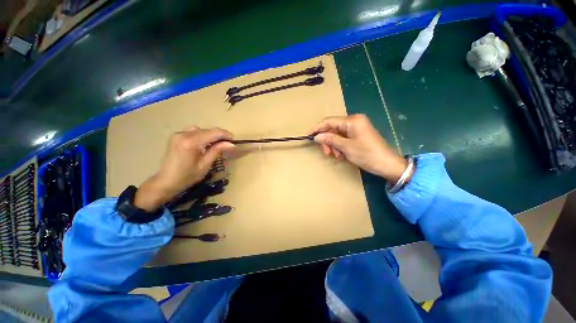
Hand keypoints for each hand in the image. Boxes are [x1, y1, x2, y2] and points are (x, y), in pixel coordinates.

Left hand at [134, 126, 234, 211]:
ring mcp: (178, 134)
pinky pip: (193, 131)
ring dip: (211, 135)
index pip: (214, 133)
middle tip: (228, 144)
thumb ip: (217, 151)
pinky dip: (202, 135)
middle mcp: (184, 134)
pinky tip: (204, 143)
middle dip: (219, 136)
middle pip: (207, 130)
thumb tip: (231, 144)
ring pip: (201, 129)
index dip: (226, 135)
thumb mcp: (205, 165)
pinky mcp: (176, 136)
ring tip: (217, 144)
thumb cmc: (187, 176)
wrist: (166, 181)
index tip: (234, 141)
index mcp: (191, 142)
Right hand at [312, 114, 407, 181]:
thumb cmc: (367, 154)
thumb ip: (330, 139)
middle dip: (327, 140)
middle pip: (333, 128)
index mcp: (352, 120)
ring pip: (337, 135)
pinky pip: (344, 138)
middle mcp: (354, 121)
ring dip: (334, 145)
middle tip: (326, 152)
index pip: (329, 121)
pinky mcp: (358, 135)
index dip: (318, 128)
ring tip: (336, 156)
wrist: (387, 164)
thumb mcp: (346, 147)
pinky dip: (340, 146)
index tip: (308, 135)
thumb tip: (316, 136)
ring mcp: (357, 128)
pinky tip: (342, 155)